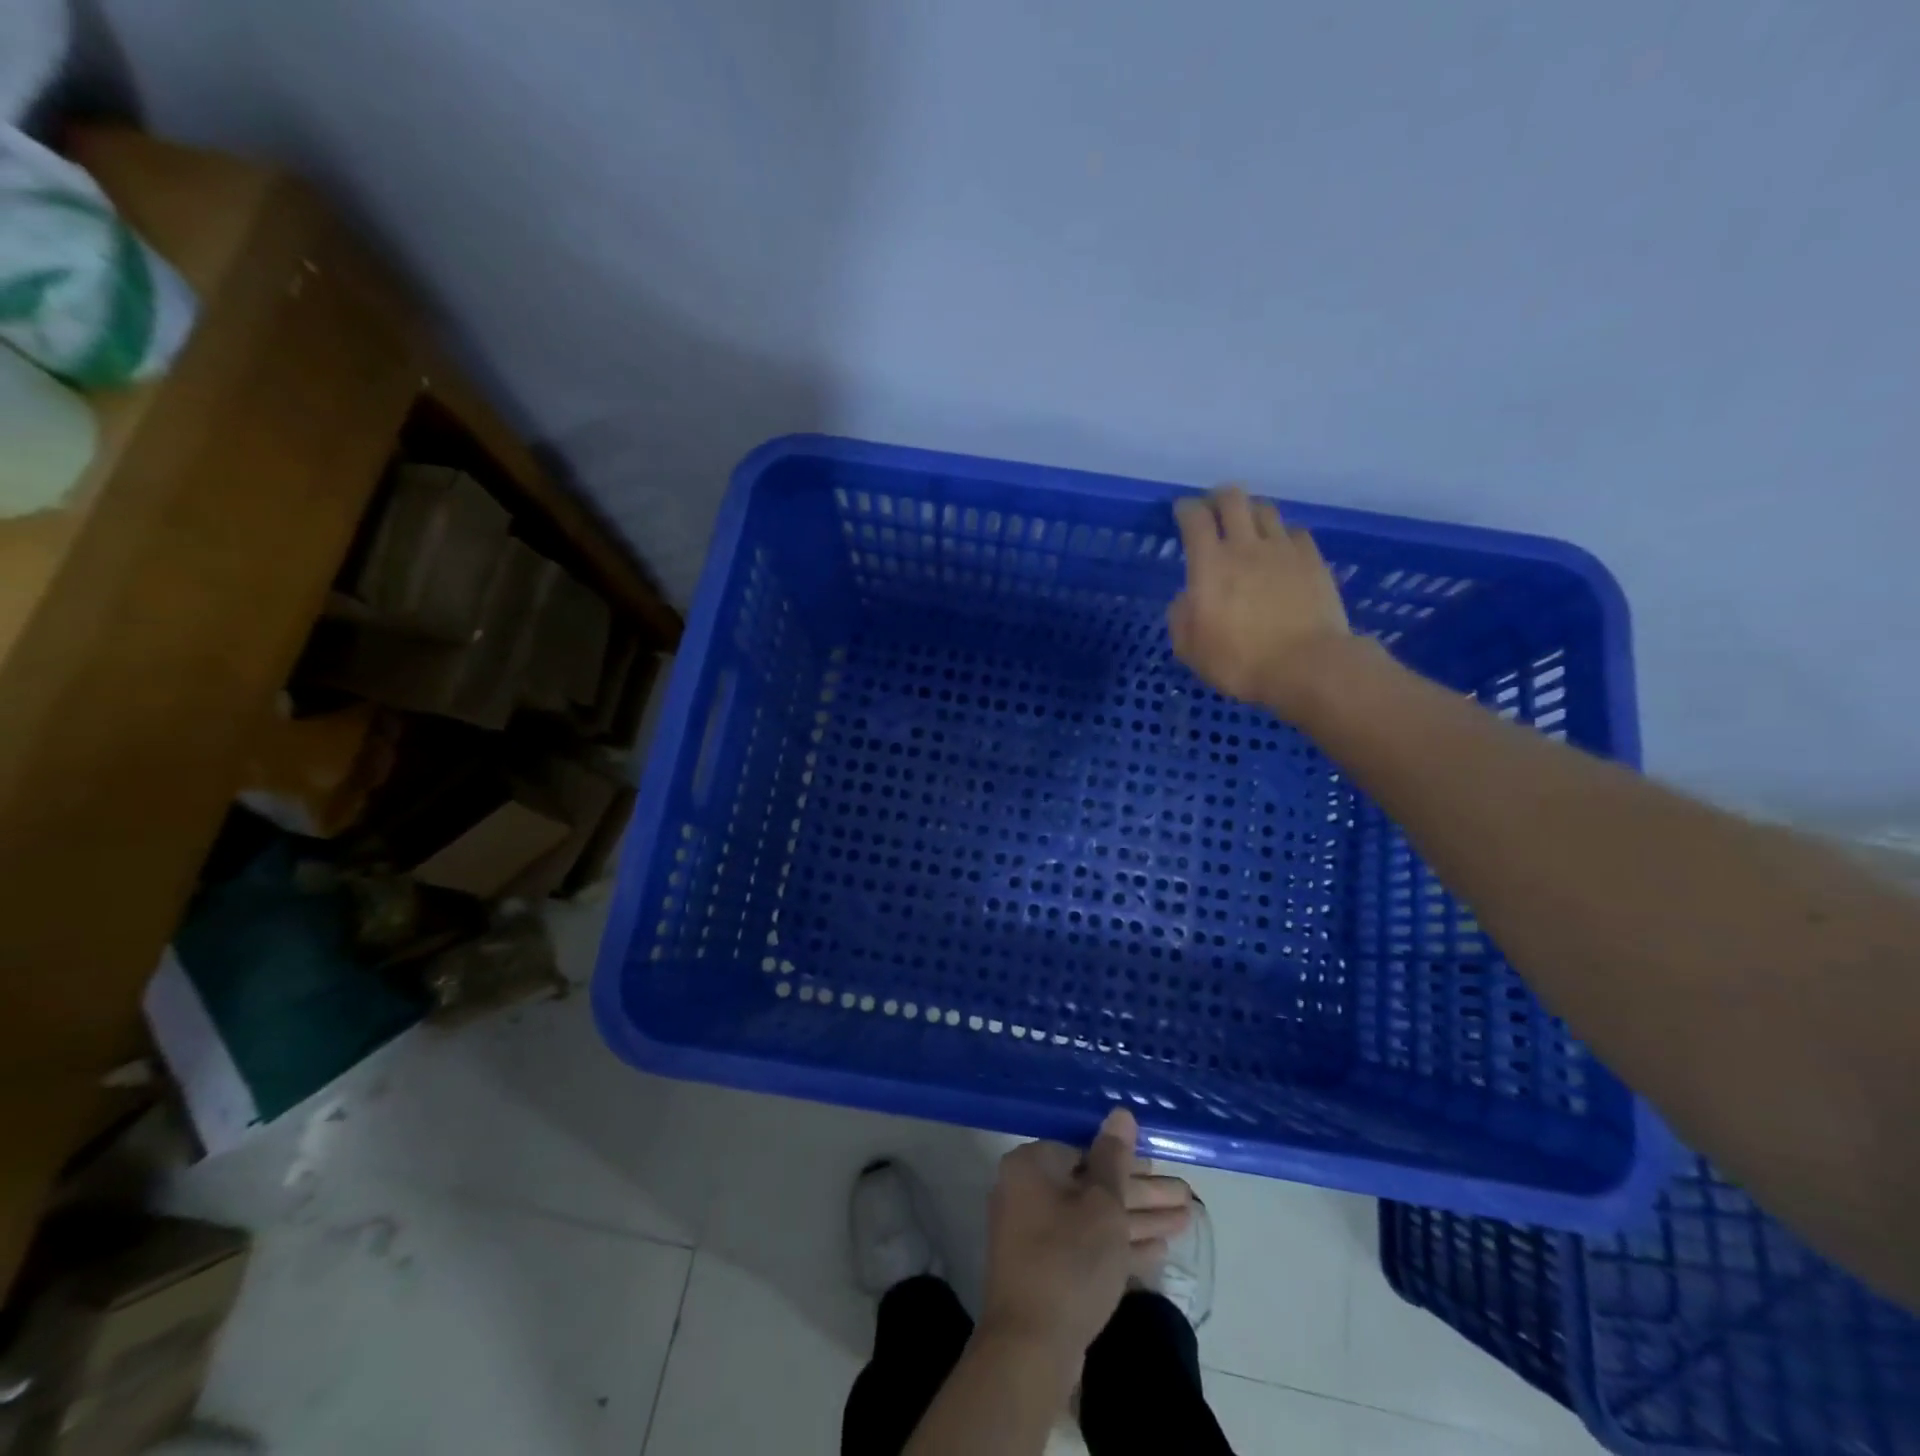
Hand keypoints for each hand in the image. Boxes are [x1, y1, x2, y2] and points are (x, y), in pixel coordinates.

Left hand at [979, 1109, 1192, 1366]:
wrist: (1030, 1348)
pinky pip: (1087, 1247)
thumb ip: (1115, 1158)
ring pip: (1095, 1219)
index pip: (1084, 1151)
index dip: (1127, 1161)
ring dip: (1139, 1220)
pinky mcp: (1046, 1272)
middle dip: (1142, 1193)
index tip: (1161, 1168)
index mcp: (1031, 1166)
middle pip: (1093, 1186)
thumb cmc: (1069, 1260)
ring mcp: (1035, 1235)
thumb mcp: (1102, 1204)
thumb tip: (1121, 1113)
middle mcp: (1027, 1193)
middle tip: (1185, 1197)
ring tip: (1186, 1222)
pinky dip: (1119, 1248)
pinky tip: (1158, 1252)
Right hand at [1169, 487, 1353, 714]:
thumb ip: (1181, 617)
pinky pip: (1295, 532)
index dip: (1186, 509)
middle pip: (1233, 499)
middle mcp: (1246, 546)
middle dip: (1218, 498)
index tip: (1182, 511)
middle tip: (1213, 509)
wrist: (1307, 665)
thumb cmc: (1240, 661)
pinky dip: (1283, 535)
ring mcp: (1283, 549)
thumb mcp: (1191, 650)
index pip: (1195, 519)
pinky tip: (1281, 550)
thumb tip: (1185, 598)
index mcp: (1210, 565)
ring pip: (1265, 510)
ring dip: (1251, 512)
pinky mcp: (1313, 559)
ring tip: (1248, 526)